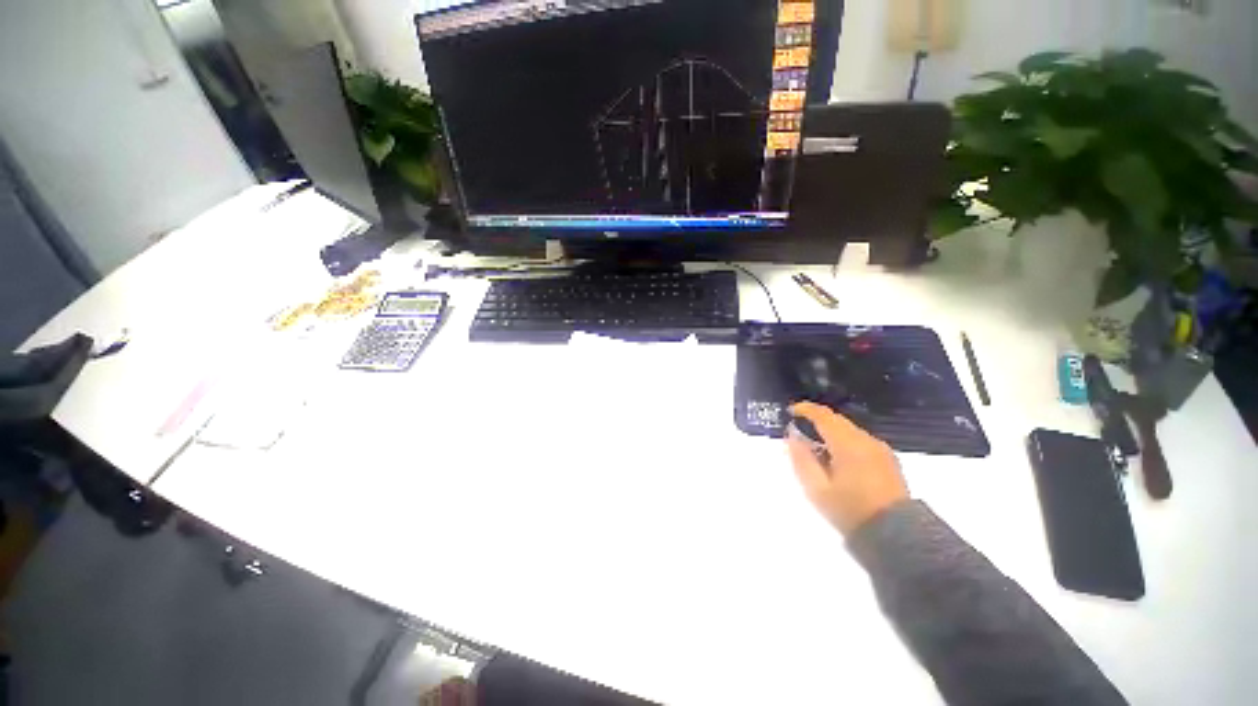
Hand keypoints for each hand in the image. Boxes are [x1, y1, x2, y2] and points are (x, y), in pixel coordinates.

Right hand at [786, 402, 908, 536]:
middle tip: (799, 430)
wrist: (896, 537)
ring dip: (831, 433)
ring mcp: (881, 450)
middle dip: (817, 421)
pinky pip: (861, 442)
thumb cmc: (850, 511)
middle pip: (837, 421)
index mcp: (848, 444)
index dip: (805, 409)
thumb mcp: (816, 488)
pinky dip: (845, 443)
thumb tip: (793, 436)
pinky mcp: (889, 461)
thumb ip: (801, 458)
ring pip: (849, 431)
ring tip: (817, 449)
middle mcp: (867, 441)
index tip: (790, 411)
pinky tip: (838, 460)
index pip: (824, 416)